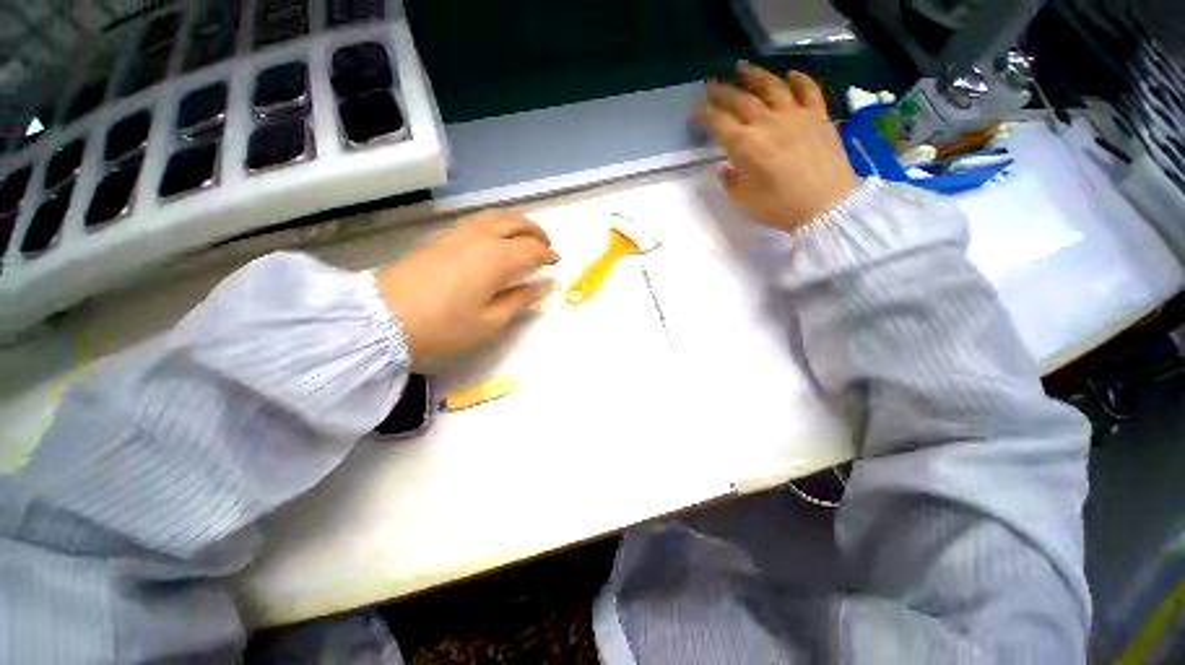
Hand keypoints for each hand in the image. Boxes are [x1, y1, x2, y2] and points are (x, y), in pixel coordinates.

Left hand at [376, 211, 559, 362]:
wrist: (384, 320)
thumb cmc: (444, 327)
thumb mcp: (489, 323)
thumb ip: (517, 301)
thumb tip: (536, 287)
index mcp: (495, 259)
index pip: (530, 249)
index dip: (547, 254)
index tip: (556, 262)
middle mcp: (479, 239)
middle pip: (514, 222)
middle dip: (535, 231)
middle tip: (546, 245)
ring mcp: (458, 235)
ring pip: (494, 216)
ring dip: (516, 223)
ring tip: (525, 237)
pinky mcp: (441, 239)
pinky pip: (478, 222)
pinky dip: (496, 224)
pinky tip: (497, 239)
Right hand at [695, 63, 857, 232]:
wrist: (825, 206)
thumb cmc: (779, 207)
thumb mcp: (745, 200)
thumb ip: (731, 181)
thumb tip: (724, 168)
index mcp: (745, 145)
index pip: (718, 123)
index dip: (703, 116)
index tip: (693, 114)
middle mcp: (767, 123)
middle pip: (740, 100)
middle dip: (722, 92)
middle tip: (711, 85)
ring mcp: (795, 115)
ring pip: (771, 87)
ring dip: (754, 76)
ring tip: (742, 68)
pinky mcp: (818, 116)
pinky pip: (808, 91)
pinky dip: (799, 80)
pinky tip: (791, 75)